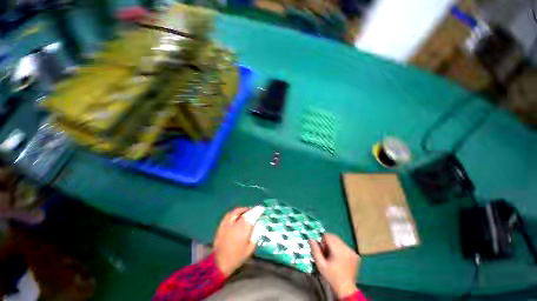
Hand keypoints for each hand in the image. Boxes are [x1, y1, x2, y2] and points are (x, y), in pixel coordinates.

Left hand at [213, 207, 255, 275]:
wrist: (219, 264)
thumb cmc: (237, 257)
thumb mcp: (250, 248)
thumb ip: (255, 234)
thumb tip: (259, 224)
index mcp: (242, 228)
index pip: (251, 215)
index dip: (257, 210)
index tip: (262, 208)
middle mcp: (234, 223)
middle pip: (243, 211)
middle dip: (249, 209)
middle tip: (254, 210)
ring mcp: (226, 224)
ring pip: (234, 212)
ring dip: (241, 210)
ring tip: (246, 212)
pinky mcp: (220, 226)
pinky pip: (228, 215)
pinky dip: (234, 213)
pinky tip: (236, 216)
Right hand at [310, 233, 359, 298]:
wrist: (346, 289)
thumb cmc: (331, 277)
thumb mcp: (320, 265)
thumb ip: (315, 250)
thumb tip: (311, 238)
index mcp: (338, 251)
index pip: (328, 236)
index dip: (323, 241)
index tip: (322, 250)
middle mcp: (347, 249)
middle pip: (334, 237)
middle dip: (328, 242)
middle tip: (326, 253)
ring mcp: (352, 251)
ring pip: (339, 241)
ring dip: (334, 245)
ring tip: (333, 256)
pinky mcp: (356, 255)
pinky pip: (345, 246)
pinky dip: (340, 248)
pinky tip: (339, 258)